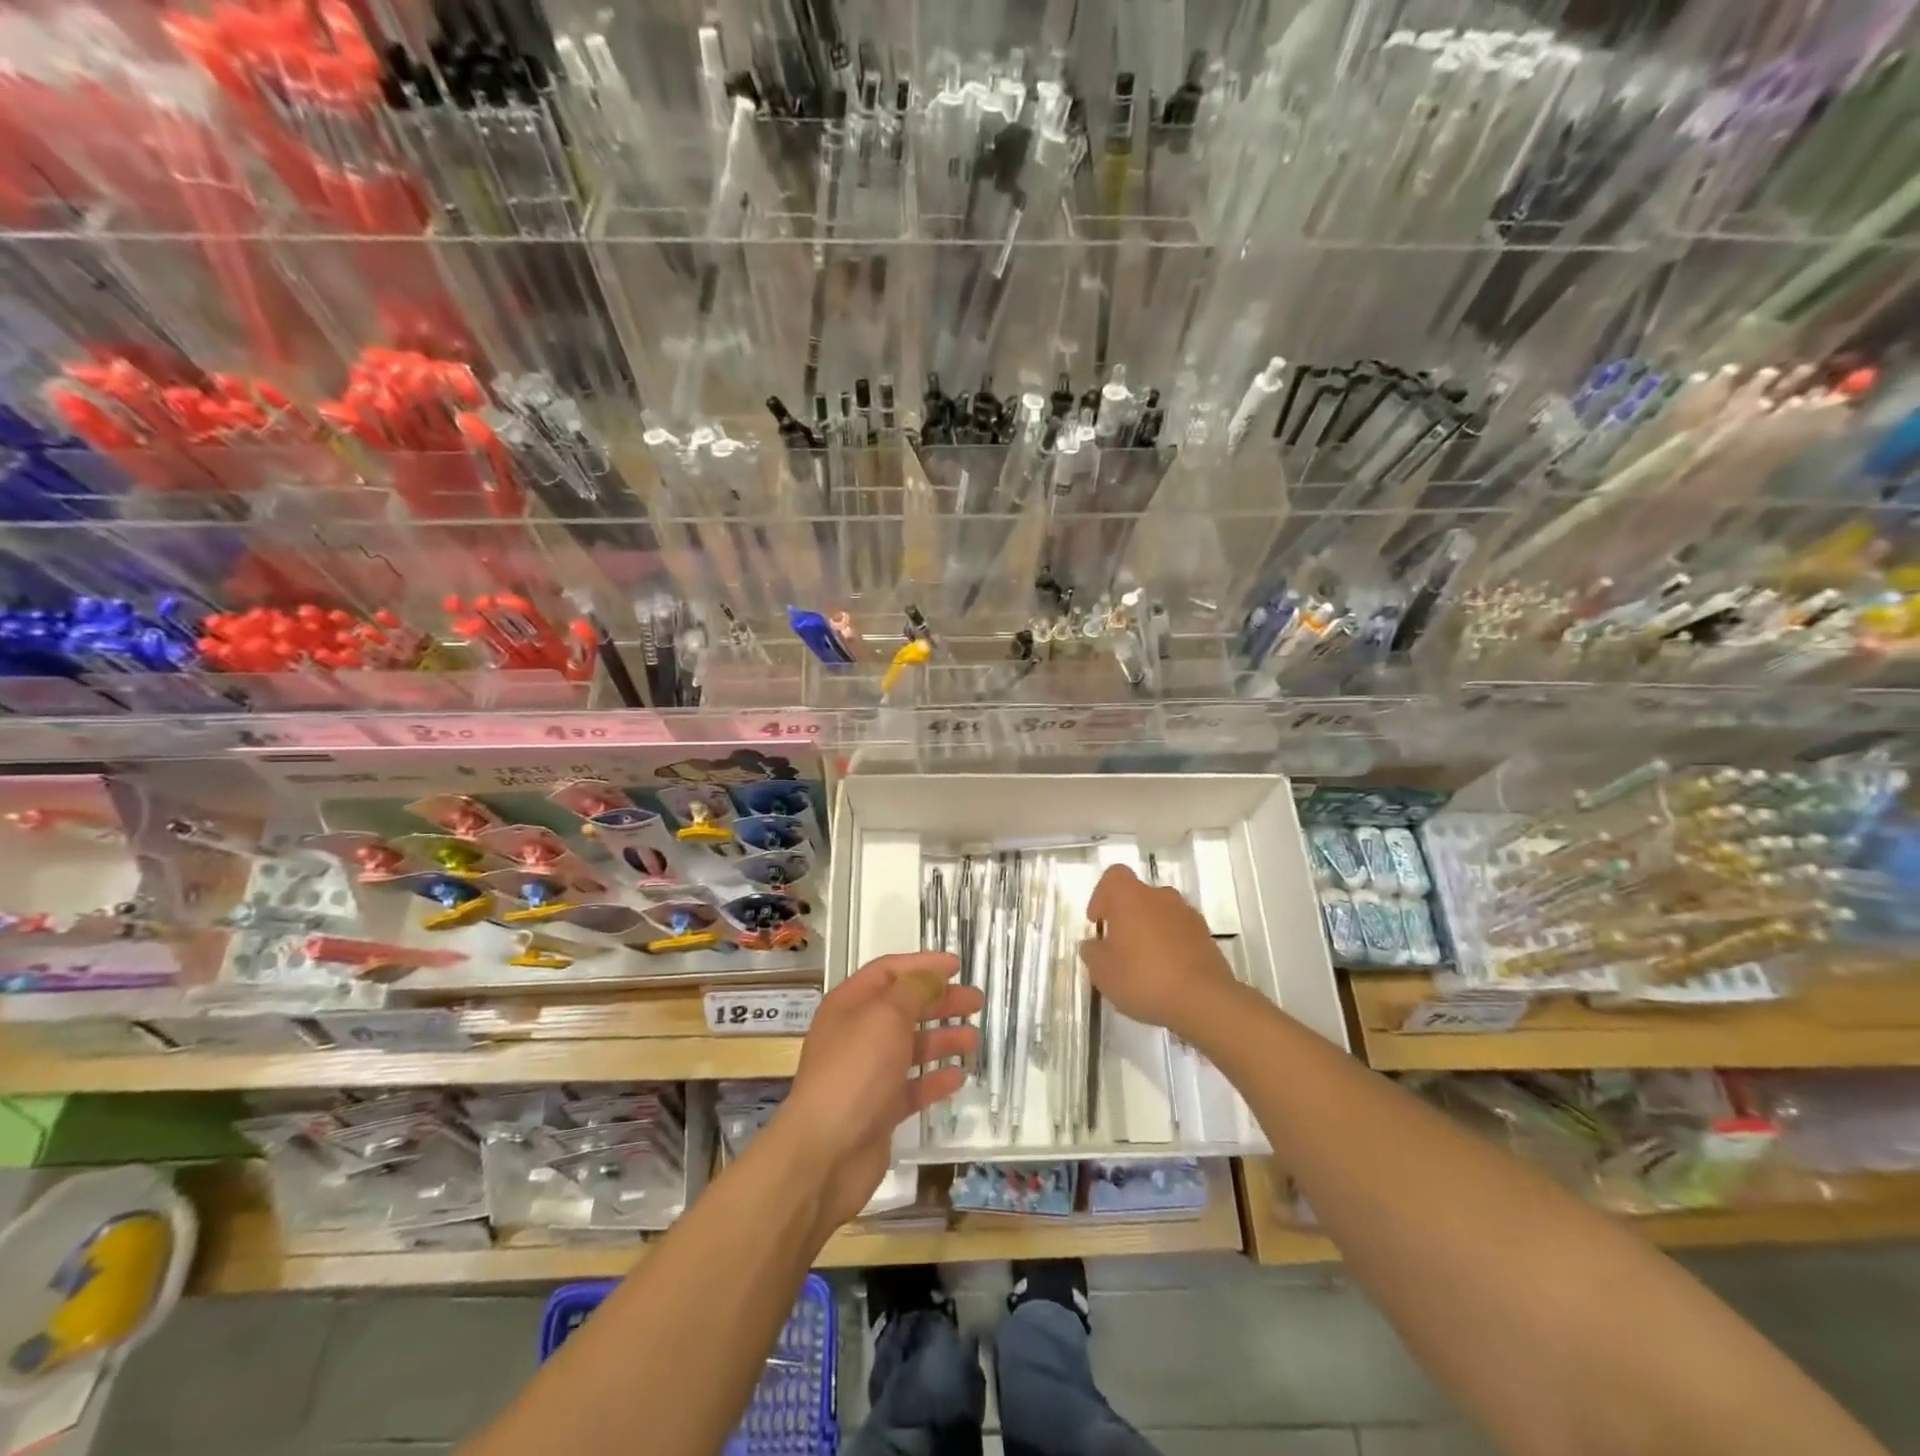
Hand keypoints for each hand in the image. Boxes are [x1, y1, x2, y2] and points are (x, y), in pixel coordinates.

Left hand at [777, 952, 982, 1233]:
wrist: (825, 1153)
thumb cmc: (855, 1071)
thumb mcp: (886, 1016)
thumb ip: (913, 991)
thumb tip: (932, 977)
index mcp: (849, 1004)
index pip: (888, 972)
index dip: (922, 965)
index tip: (957, 966)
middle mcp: (856, 1035)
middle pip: (903, 1008)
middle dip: (939, 1002)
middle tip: (976, 1002)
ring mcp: (867, 1074)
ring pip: (910, 1047)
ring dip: (942, 1039)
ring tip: (974, 1039)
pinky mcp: (879, 1111)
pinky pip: (912, 1087)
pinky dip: (934, 1079)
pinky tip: (958, 1077)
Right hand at [1079, 864, 1239, 1040]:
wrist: (1204, 1001)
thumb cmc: (1143, 977)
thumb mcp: (1102, 971)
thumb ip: (1092, 952)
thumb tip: (1093, 944)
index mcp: (1130, 896)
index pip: (1113, 876)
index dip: (1101, 896)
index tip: (1098, 922)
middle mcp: (1161, 896)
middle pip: (1138, 896)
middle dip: (1127, 917)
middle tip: (1118, 947)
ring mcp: (1188, 915)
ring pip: (1161, 914)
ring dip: (1150, 931)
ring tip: (1144, 964)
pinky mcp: (1207, 937)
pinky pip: (1180, 933)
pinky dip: (1171, 946)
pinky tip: (1166, 975)